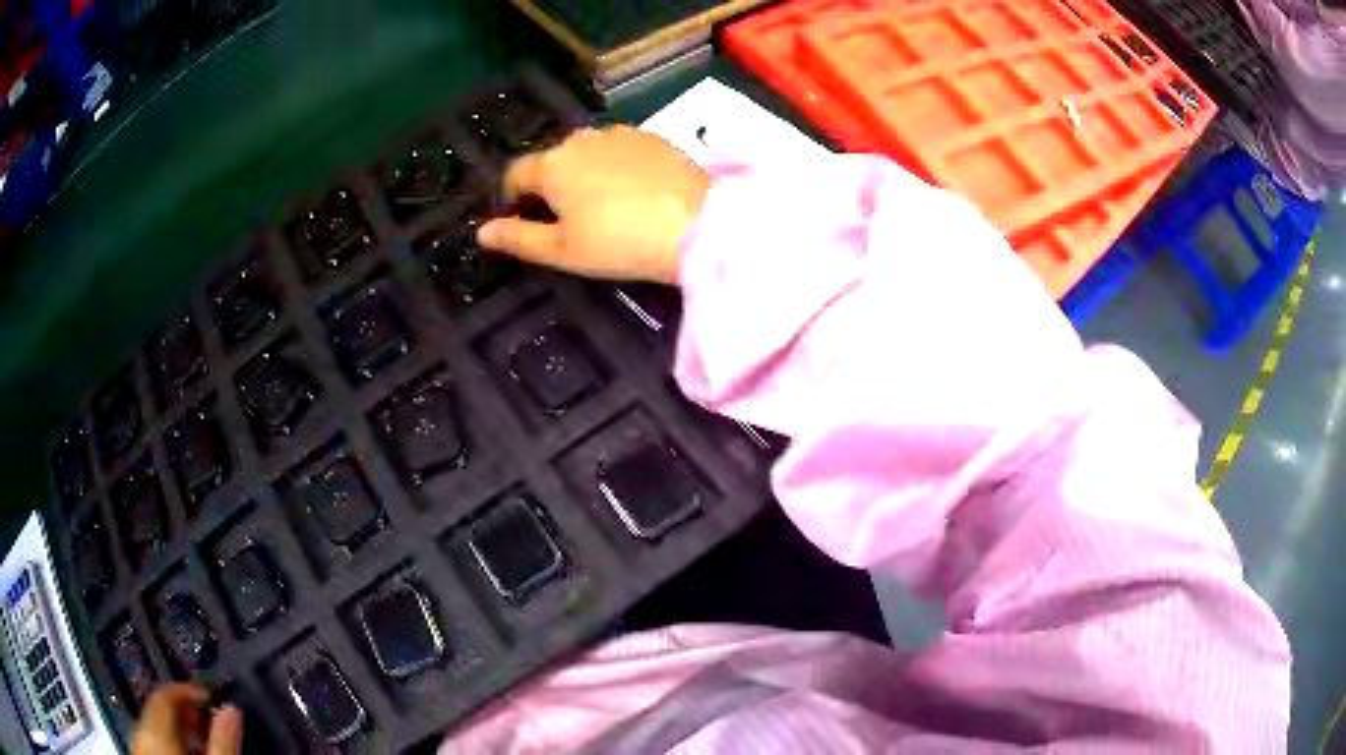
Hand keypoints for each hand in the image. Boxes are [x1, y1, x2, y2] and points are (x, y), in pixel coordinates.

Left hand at [131, 684, 241, 754]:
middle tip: (207, 721)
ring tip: (199, 742)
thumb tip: (231, 710)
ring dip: (175, 730)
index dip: (186, 691)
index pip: (164, 695)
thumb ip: (222, 741)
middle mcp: (140, 733)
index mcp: (155, 731)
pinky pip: (150, 744)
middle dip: (182, 713)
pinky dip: (167, 745)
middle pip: (156, 711)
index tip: (208, 696)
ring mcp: (138, 749)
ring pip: (152, 729)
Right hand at [478, 126, 709, 283]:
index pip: (515, 175)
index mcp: (551, 165)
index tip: (525, 222)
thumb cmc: (620, 243)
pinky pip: (620, 150)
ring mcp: (619, 133)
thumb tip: (482, 232)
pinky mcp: (652, 137)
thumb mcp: (563, 251)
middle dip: (551, 186)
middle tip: (570, 221)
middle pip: (552, 160)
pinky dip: (616, 166)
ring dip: (584, 173)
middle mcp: (580, 139)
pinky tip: (635, 192)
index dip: (513, 199)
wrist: (698, 225)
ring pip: (587, 152)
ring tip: (605, 206)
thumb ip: (518, 238)